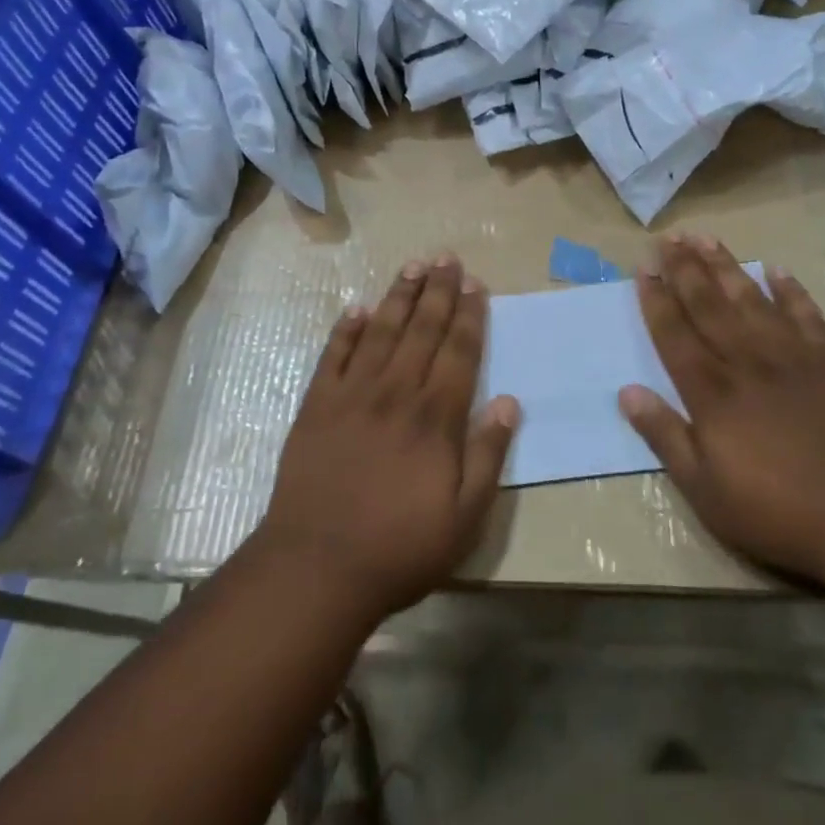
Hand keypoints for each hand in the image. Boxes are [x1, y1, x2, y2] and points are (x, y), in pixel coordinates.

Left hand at [257, 255, 520, 622]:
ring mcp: (352, 395)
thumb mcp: (464, 517)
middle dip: (438, 291)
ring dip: (399, 296)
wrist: (316, 567)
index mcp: (435, 416)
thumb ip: (488, 455)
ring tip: (412, 266)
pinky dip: (346, 329)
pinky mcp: (316, 406)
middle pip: (422, 329)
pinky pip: (334, 355)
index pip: (458, 351)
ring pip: (382, 331)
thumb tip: (508, 402)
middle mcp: (396, 392)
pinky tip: (358, 309)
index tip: (476, 284)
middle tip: (447, 258)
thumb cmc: (400, 547)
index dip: (469, 315)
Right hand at [620, 234, 824, 588]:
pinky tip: (776, 270)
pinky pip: (806, 314)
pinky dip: (790, 290)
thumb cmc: (779, 511)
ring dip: (726, 266)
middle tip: (667, 237)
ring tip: (705, 237)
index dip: (656, 299)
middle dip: (684, 269)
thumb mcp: (706, 490)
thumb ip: (665, 436)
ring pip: (751, 298)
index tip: (643, 268)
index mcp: (712, 392)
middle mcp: (747, 361)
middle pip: (709, 304)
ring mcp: (793, 356)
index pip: (675, 333)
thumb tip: (626, 392)